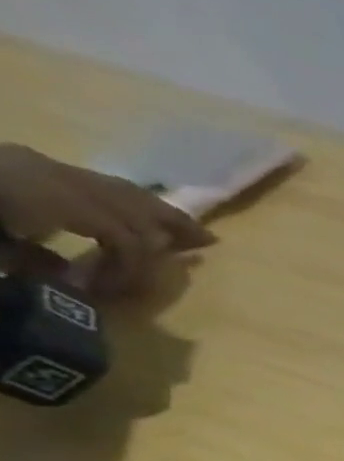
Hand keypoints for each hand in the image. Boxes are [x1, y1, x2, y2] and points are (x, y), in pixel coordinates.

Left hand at [0, 144, 213, 294]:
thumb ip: (34, 262)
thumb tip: (72, 281)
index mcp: (50, 195)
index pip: (123, 235)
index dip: (132, 268)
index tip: (115, 296)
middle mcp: (48, 173)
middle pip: (128, 200)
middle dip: (169, 224)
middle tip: (206, 243)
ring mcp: (28, 164)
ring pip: (107, 187)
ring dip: (145, 210)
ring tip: (178, 230)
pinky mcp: (11, 164)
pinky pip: (74, 182)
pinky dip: (107, 202)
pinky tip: (119, 217)